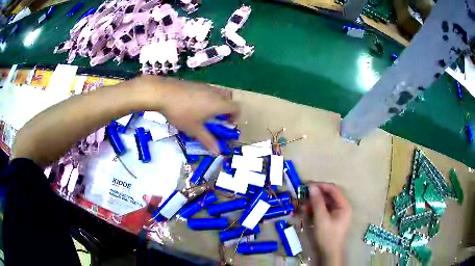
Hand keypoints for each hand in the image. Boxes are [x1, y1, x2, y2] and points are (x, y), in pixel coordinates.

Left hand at [138, 76, 239, 153]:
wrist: (164, 93)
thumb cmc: (181, 112)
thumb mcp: (194, 129)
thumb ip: (207, 140)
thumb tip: (218, 152)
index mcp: (219, 104)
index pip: (237, 108)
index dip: (235, 117)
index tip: (226, 124)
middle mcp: (215, 93)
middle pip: (228, 99)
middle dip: (225, 110)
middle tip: (215, 119)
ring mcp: (205, 86)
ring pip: (218, 94)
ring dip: (216, 103)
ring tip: (203, 113)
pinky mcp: (196, 83)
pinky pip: (207, 90)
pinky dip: (206, 98)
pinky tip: (192, 105)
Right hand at [305, 183, 351, 265]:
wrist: (329, 253)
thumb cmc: (328, 235)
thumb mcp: (321, 218)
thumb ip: (317, 202)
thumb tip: (312, 187)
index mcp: (343, 205)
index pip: (333, 190)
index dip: (321, 186)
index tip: (307, 185)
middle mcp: (341, 207)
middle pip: (329, 196)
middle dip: (316, 195)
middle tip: (303, 195)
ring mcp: (336, 214)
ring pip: (325, 203)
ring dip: (314, 203)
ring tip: (303, 205)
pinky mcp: (331, 220)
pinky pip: (323, 211)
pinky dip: (315, 210)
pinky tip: (307, 211)